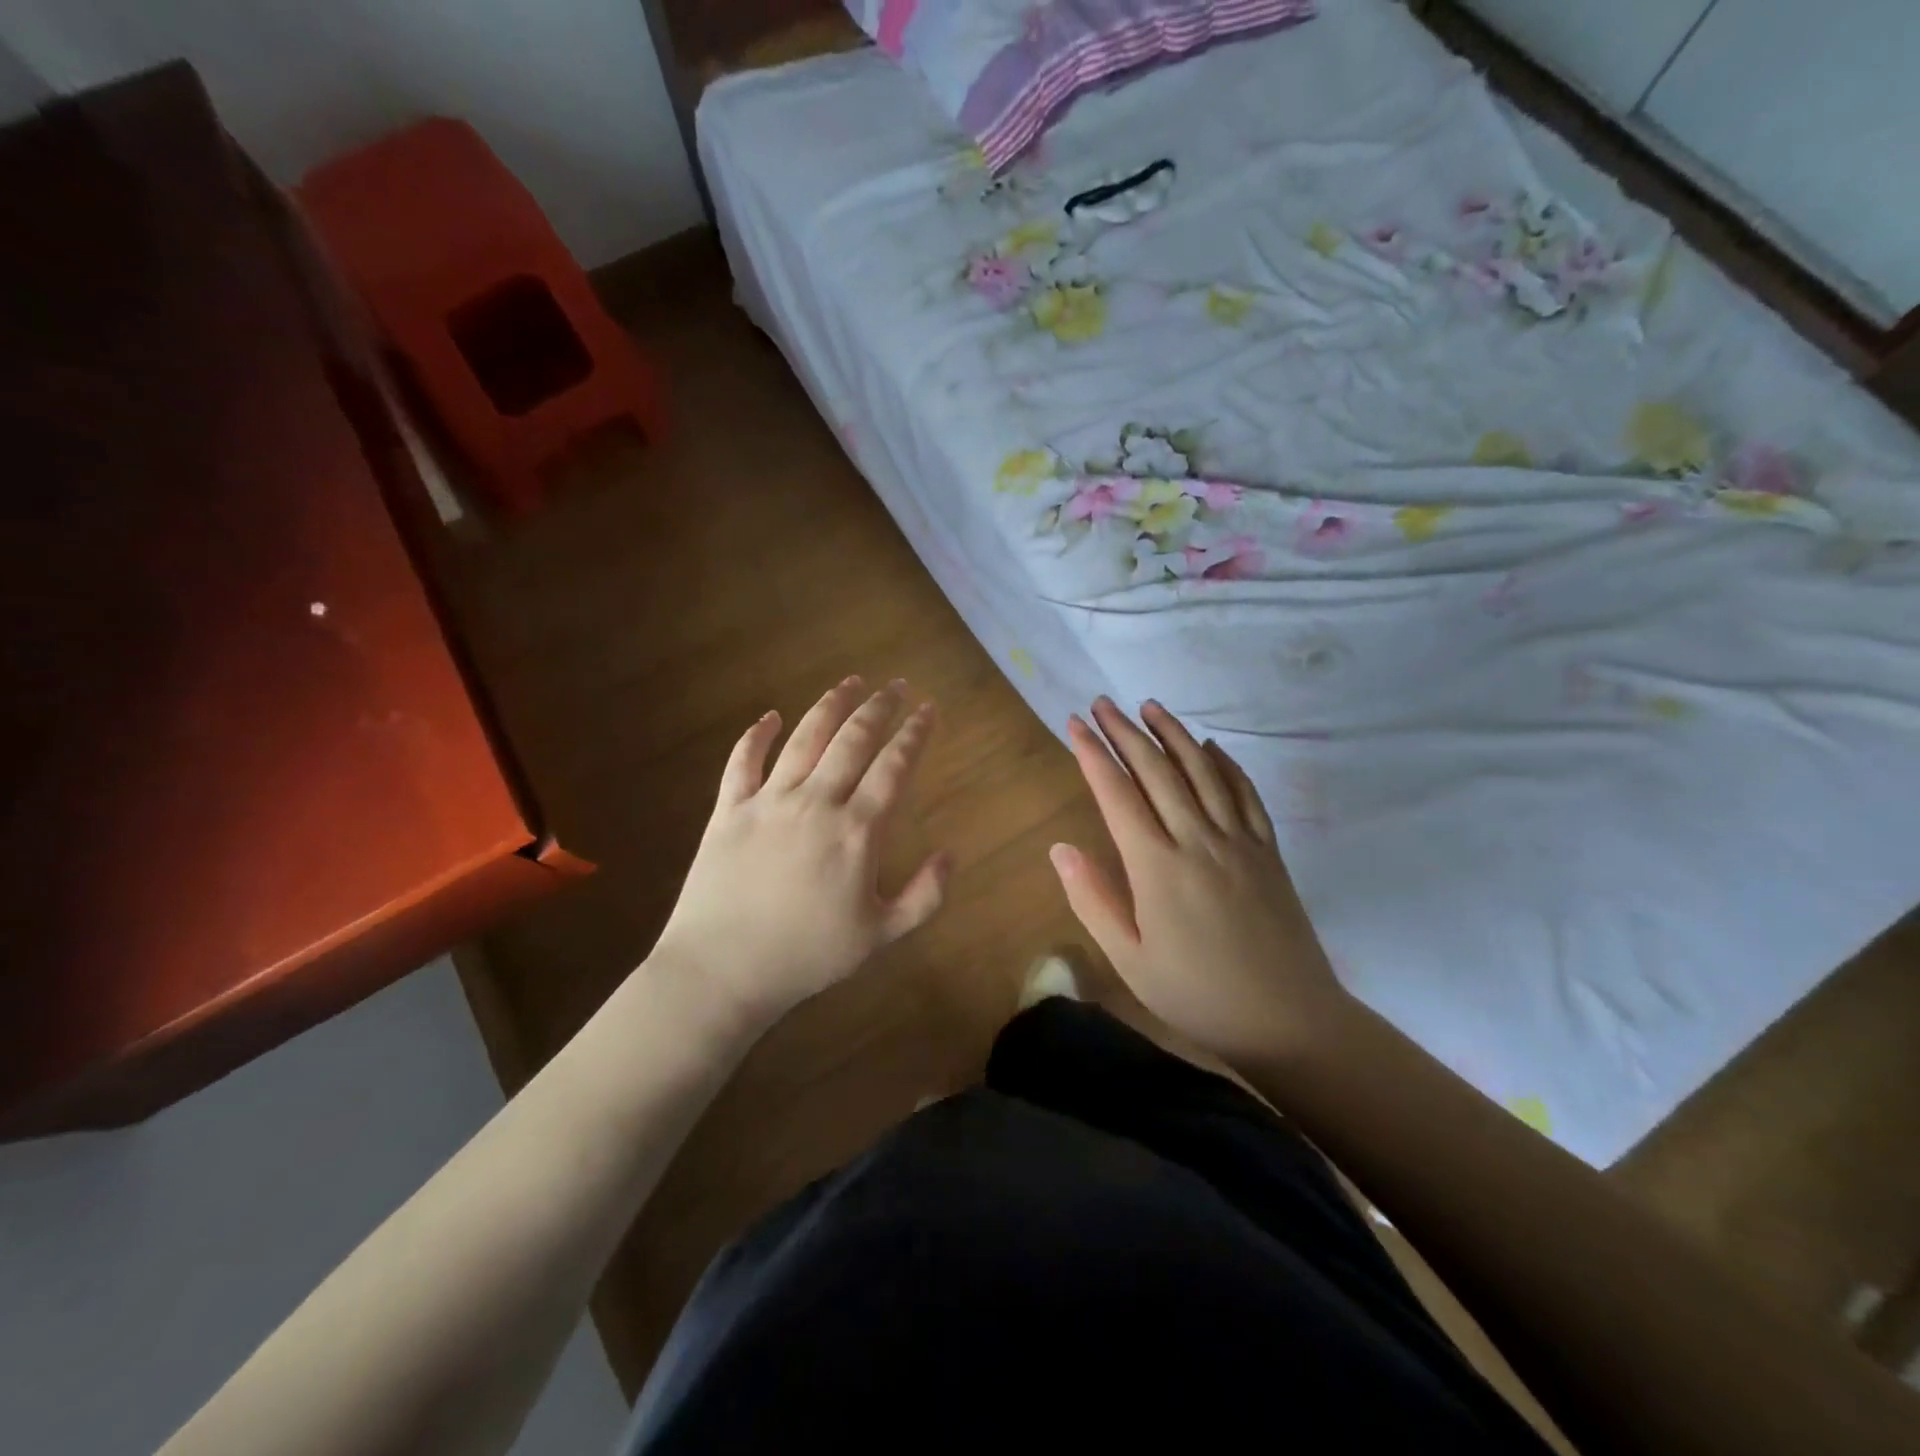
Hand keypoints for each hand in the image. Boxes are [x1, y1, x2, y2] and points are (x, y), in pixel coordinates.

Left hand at [648, 677, 949, 1028]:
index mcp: (857, 830)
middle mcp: (816, 801)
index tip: (928, 709)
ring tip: (849, 683)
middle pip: (853, 740)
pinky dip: (756, 735)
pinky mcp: (729, 809)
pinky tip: (769, 716)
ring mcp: (769, 801)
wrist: (723, 970)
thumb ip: (924, 896)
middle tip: (895, 685)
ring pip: (805, 738)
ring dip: (830, 705)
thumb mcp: (880, 936)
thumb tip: (949, 855)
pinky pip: (742, 761)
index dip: (914, 734)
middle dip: (879, 708)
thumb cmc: (807, 957)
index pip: (893, 767)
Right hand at [1049, 697, 1354, 1067]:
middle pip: (1157, 771)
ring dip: (1173, 734)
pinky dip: (1226, 763)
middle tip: (1103, 703)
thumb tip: (1060, 849)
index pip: (1117, 794)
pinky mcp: (1268, 851)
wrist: (1288, 1022)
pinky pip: (1245, 794)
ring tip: (1150, 706)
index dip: (1093, 755)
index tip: (1075, 724)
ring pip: (1202, 771)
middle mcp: (1197, 840)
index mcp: (1157, 867)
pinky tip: (1210, 746)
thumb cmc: (1196, 996)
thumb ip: (1092, 900)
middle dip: (1125, 732)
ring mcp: (1238, 841)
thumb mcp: (1129, 960)